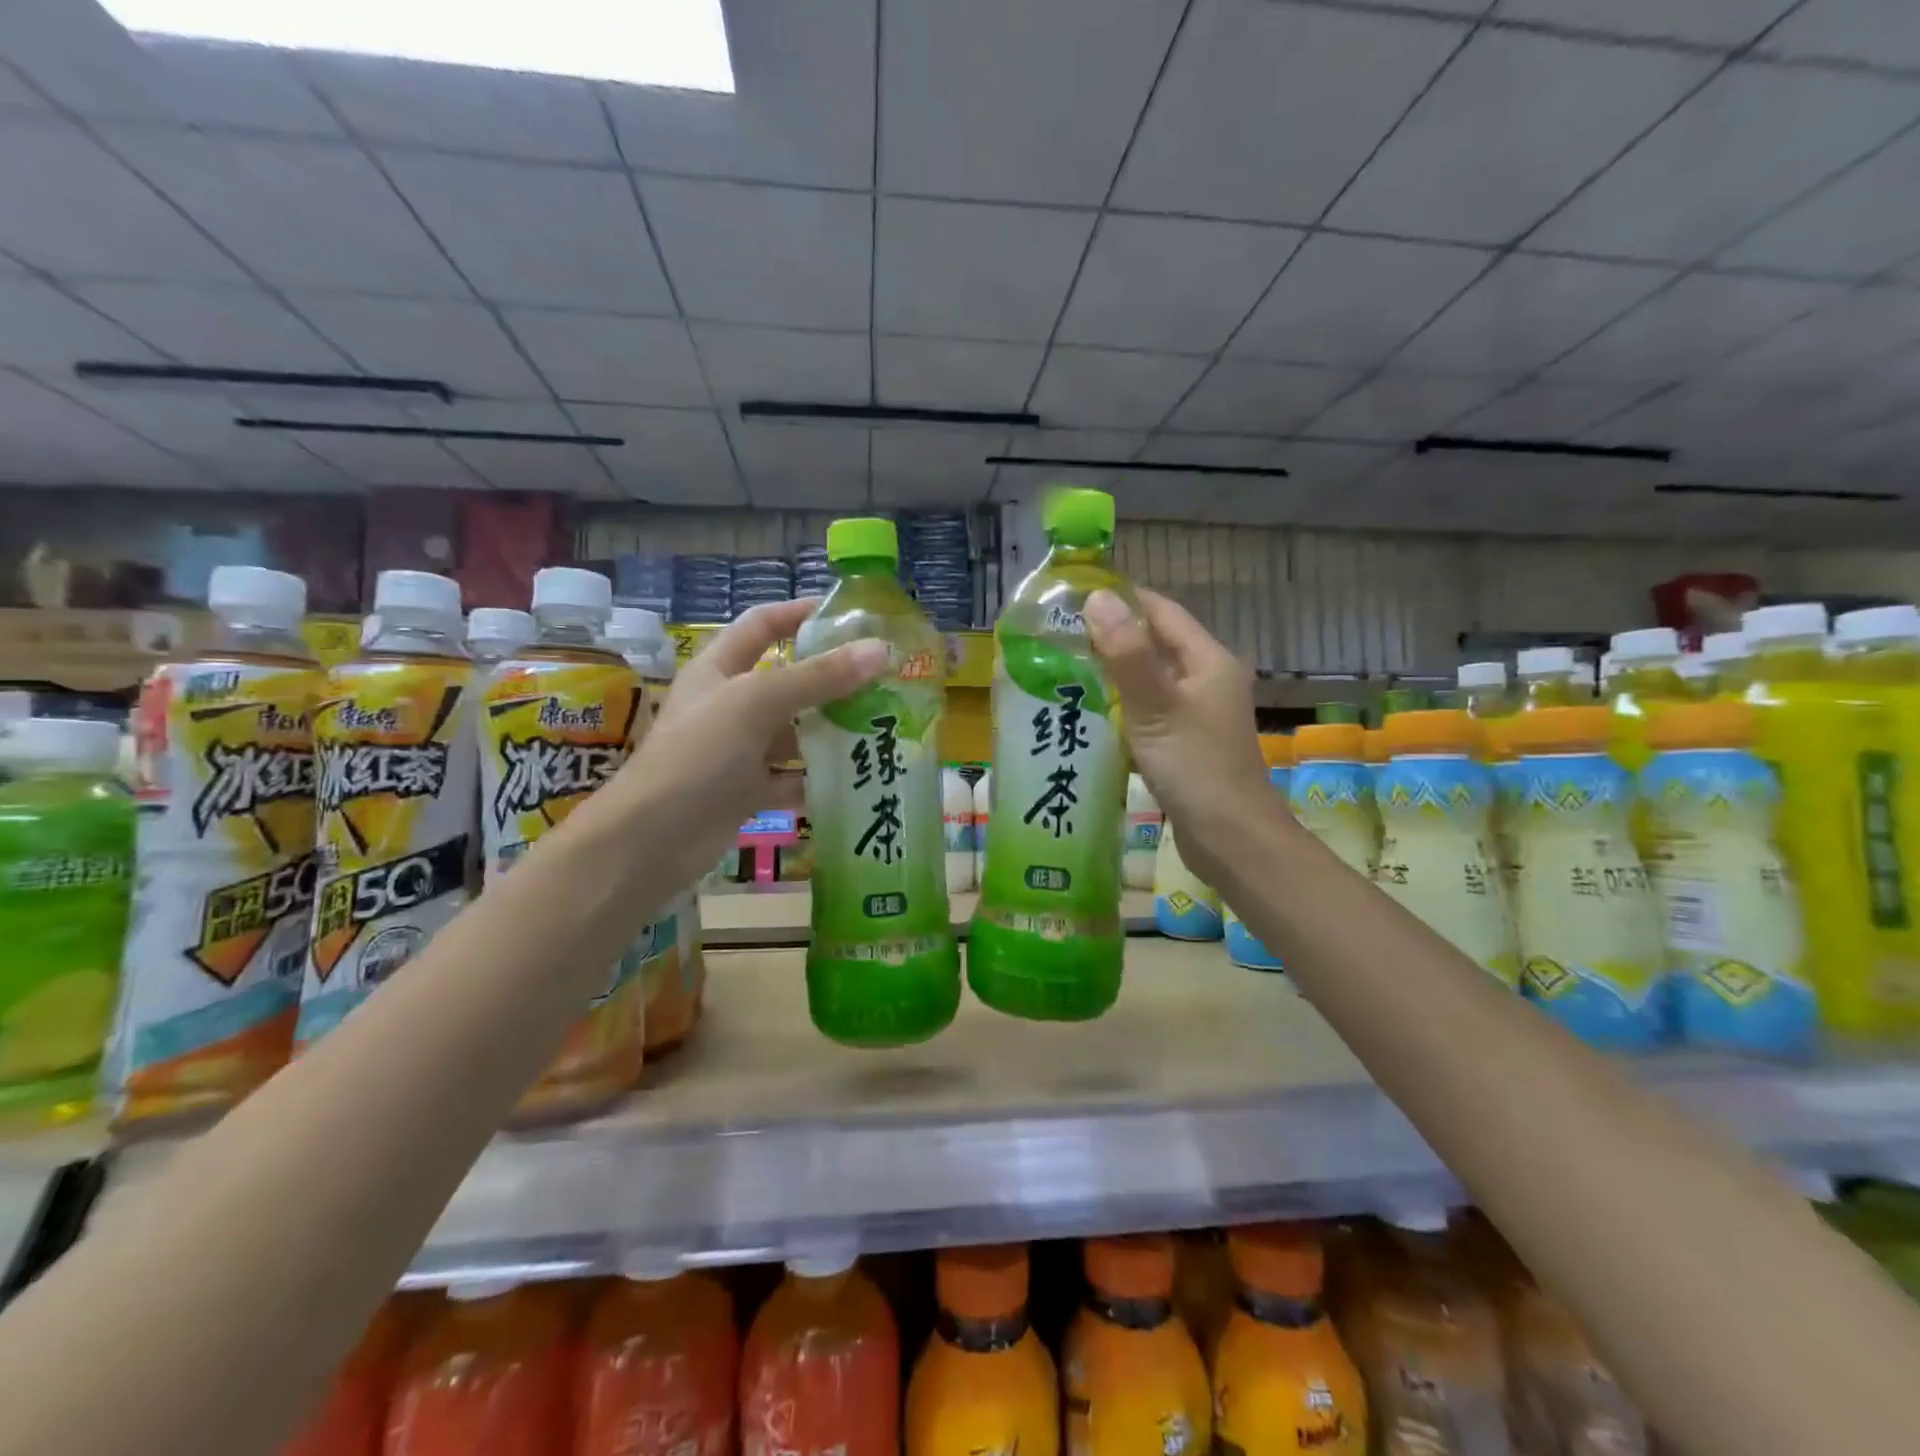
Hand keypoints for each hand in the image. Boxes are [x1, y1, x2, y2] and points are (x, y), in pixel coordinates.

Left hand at [617, 599, 886, 886]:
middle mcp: (730, 705)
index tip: (848, 614)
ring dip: (831, 730)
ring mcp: (739, 750)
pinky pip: (792, 777)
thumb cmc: (698, 755)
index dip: (799, 613)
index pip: (762, 625)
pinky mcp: (748, 790)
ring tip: (881, 726)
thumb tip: (880, 650)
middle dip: (832, 678)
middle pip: (787, 680)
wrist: (652, 841)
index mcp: (720, 669)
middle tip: (883, 677)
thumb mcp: (756, 703)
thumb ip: (818, 677)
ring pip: (794, 732)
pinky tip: (856, 776)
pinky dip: (819, 777)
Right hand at [1085, 588, 1273, 889]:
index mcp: (1208, 660)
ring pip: (1151, 678)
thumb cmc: (1195, 766)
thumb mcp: (1155, 705)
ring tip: (1065, 668)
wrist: (1230, 837)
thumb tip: (1098, 598)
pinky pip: (1150, 708)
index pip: (1161, 612)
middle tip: (1059, 636)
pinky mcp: (1187, 741)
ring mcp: (1198, 712)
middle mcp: (1207, 678)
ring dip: (1114, 672)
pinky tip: (1092, 711)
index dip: (1122, 600)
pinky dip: (1123, 704)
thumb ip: (1126, 653)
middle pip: (1156, 643)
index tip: (1074, 598)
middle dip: (1112, 636)